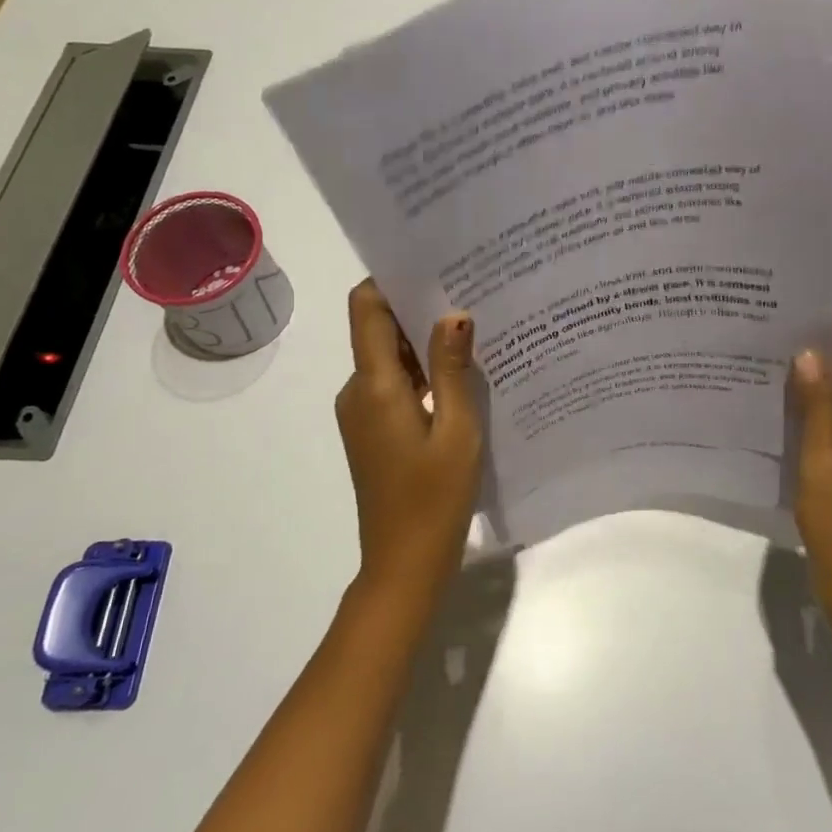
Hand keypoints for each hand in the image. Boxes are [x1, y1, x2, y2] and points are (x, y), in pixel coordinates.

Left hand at [336, 280, 483, 607]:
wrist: (404, 566)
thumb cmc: (435, 498)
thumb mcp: (457, 430)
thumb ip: (452, 368)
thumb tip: (453, 313)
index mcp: (374, 385)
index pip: (365, 308)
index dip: (390, 280)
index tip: (432, 265)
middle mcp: (357, 391)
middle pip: (377, 329)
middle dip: (417, 308)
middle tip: (470, 293)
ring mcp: (362, 413)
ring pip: (388, 358)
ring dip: (423, 343)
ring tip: (473, 330)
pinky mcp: (372, 431)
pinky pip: (393, 385)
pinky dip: (421, 373)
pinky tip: (460, 376)